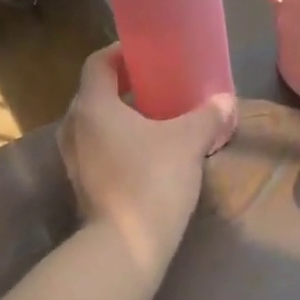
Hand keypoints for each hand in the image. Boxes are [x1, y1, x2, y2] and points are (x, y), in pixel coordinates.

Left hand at [58, 46, 236, 273]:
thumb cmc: (153, 180)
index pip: (98, 64)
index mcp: (93, 106)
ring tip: (155, 120)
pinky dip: (118, 144)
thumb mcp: (188, 142)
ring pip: (96, 125)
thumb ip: (207, 116)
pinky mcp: (81, 185)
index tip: (146, 55)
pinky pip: (98, 150)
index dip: (120, 53)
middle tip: (157, 87)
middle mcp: (74, 127)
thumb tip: (226, 101)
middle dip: (124, 87)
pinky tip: (147, 154)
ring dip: (121, 118)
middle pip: (95, 94)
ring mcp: (73, 159)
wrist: (126, 245)